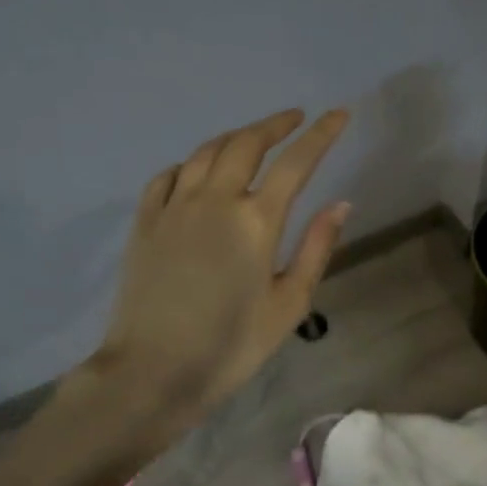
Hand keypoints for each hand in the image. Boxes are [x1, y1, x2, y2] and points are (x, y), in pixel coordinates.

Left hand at [92, 108, 350, 423]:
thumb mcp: (289, 305)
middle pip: (247, 143)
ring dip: (235, 137)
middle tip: (294, 119)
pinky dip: (190, 164)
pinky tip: (197, 171)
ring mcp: (174, 207)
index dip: (321, 134)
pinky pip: (168, 175)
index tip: (338, 113)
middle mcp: (215, 200)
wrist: (152, 372)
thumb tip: (341, 203)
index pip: (297, 162)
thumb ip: (316, 248)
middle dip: (275, 124)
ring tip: (252, 138)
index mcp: (256, 221)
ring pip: (206, 152)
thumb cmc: (230, 346)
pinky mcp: (145, 222)